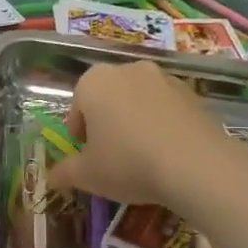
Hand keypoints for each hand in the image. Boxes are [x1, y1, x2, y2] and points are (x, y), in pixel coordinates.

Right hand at [45, 59, 228, 208]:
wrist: (196, 165)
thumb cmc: (128, 163)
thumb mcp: (87, 175)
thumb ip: (64, 173)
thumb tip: (51, 178)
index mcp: (94, 81)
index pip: (77, 105)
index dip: (79, 133)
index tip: (87, 155)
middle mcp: (128, 70)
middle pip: (108, 98)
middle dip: (107, 123)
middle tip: (111, 156)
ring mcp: (164, 78)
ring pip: (139, 101)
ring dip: (135, 122)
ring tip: (142, 157)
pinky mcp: (193, 93)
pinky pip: (167, 109)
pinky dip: (162, 125)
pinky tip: (167, 154)